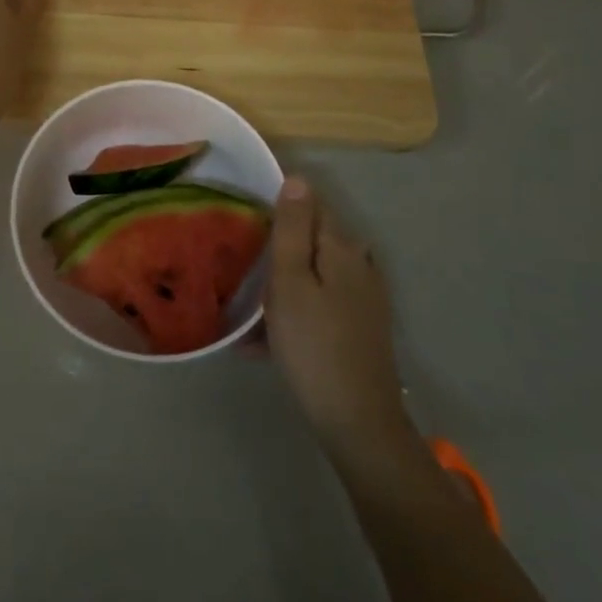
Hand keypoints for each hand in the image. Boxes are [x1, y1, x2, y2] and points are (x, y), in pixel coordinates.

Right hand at [267, 179, 416, 460]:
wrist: (357, 423)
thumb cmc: (314, 345)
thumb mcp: (291, 281)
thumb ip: (293, 228)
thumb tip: (297, 178)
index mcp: (342, 247)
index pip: (311, 204)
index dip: (278, 206)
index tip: (244, 220)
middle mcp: (358, 265)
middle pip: (311, 240)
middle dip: (277, 246)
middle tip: (238, 263)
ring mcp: (363, 299)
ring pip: (312, 274)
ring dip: (280, 283)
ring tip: (244, 307)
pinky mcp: (359, 328)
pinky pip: (318, 304)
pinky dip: (293, 312)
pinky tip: (263, 340)